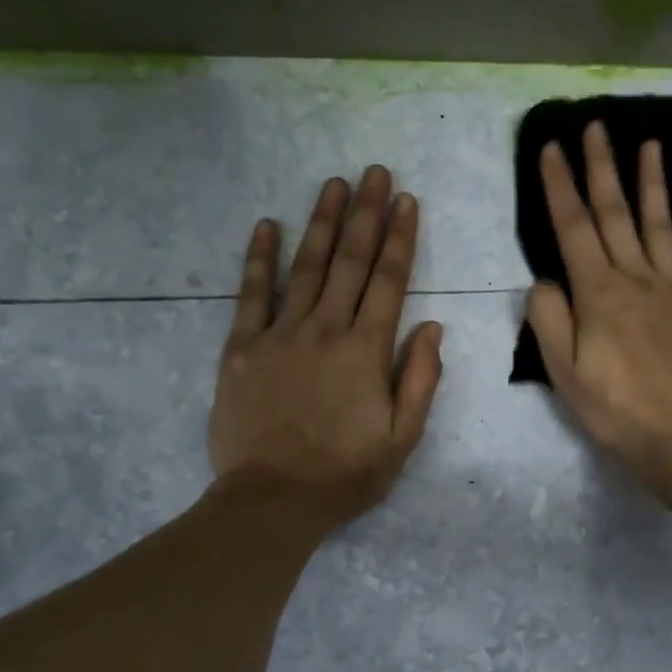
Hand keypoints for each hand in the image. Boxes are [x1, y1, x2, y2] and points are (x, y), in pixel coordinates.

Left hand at [208, 166, 443, 526]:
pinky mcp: (241, 348)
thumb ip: (420, 378)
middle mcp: (324, 330)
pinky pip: (251, 294)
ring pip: (305, 267)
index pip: (388, 281)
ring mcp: (279, 335)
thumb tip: (431, 325)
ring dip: (322, 223)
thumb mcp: (402, 438)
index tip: (406, 200)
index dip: (400, 238)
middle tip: (375, 172)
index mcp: (366, 351)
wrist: (272, 500)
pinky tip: (268, 226)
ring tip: (334, 184)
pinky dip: (260, 259)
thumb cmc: (346, 474)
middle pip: (350, 262)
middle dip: (366, 214)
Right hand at [525, 121, 671, 489]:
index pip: (573, 228)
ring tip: (647, 144)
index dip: (559, 185)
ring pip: (659, 224)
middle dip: (601, 166)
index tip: (550, 148)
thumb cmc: (615, 410)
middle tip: (595, 125)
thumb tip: (544, 280)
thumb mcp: (563, 373)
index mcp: (598, 294)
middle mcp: (637, 279)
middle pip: (615, 213)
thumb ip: (548, 320)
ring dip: (650, 182)